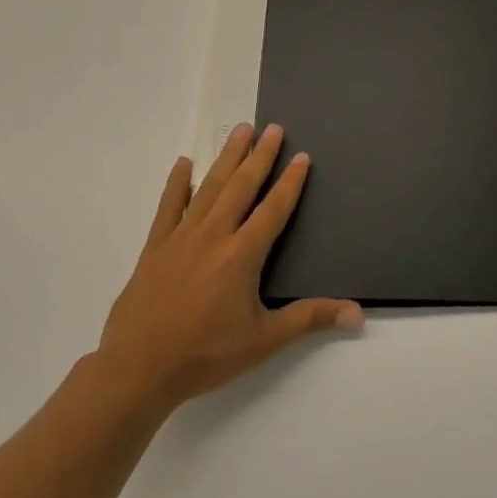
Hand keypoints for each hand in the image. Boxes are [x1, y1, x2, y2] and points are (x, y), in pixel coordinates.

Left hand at [99, 123, 363, 412]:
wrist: (138, 369)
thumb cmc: (206, 354)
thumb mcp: (265, 340)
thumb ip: (310, 319)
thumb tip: (358, 314)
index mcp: (242, 254)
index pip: (273, 209)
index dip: (290, 182)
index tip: (302, 156)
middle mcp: (214, 235)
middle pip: (242, 186)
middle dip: (260, 155)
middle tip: (273, 128)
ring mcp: (181, 237)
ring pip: (209, 187)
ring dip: (226, 157)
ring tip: (240, 130)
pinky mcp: (155, 247)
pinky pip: (168, 206)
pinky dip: (176, 183)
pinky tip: (183, 163)